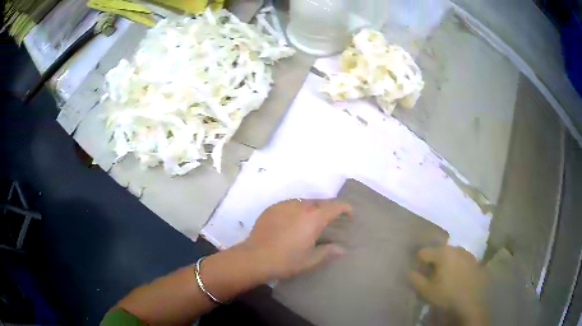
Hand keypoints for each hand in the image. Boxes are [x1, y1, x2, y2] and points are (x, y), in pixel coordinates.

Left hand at [242, 199, 352, 279]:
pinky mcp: (272, 208)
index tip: (349, 214)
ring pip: (304, 202)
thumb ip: (328, 252)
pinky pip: (289, 205)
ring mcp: (285, 205)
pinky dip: (296, 210)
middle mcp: (301, 206)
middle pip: (320, 201)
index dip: (345, 208)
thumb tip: (342, 249)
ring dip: (311, 209)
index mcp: (314, 217)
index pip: (335, 206)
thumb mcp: (311, 260)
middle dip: (328, 208)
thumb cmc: (286, 260)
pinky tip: (291, 223)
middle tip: (329, 221)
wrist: (255, 257)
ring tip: (309, 222)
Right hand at [409, 246, 487, 323]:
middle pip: (438, 252)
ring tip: (446, 278)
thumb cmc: (446, 295)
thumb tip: (410, 271)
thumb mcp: (425, 290)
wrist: (471, 302)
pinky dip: (456, 265)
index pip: (423, 252)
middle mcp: (455, 248)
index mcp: (443, 253)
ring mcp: (467, 253)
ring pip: (451, 255)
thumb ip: (414, 279)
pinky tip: (457, 278)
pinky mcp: (475, 260)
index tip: (421, 275)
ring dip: (446, 263)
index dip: (419, 263)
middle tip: (433, 277)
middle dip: (433, 263)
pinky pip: (461, 259)